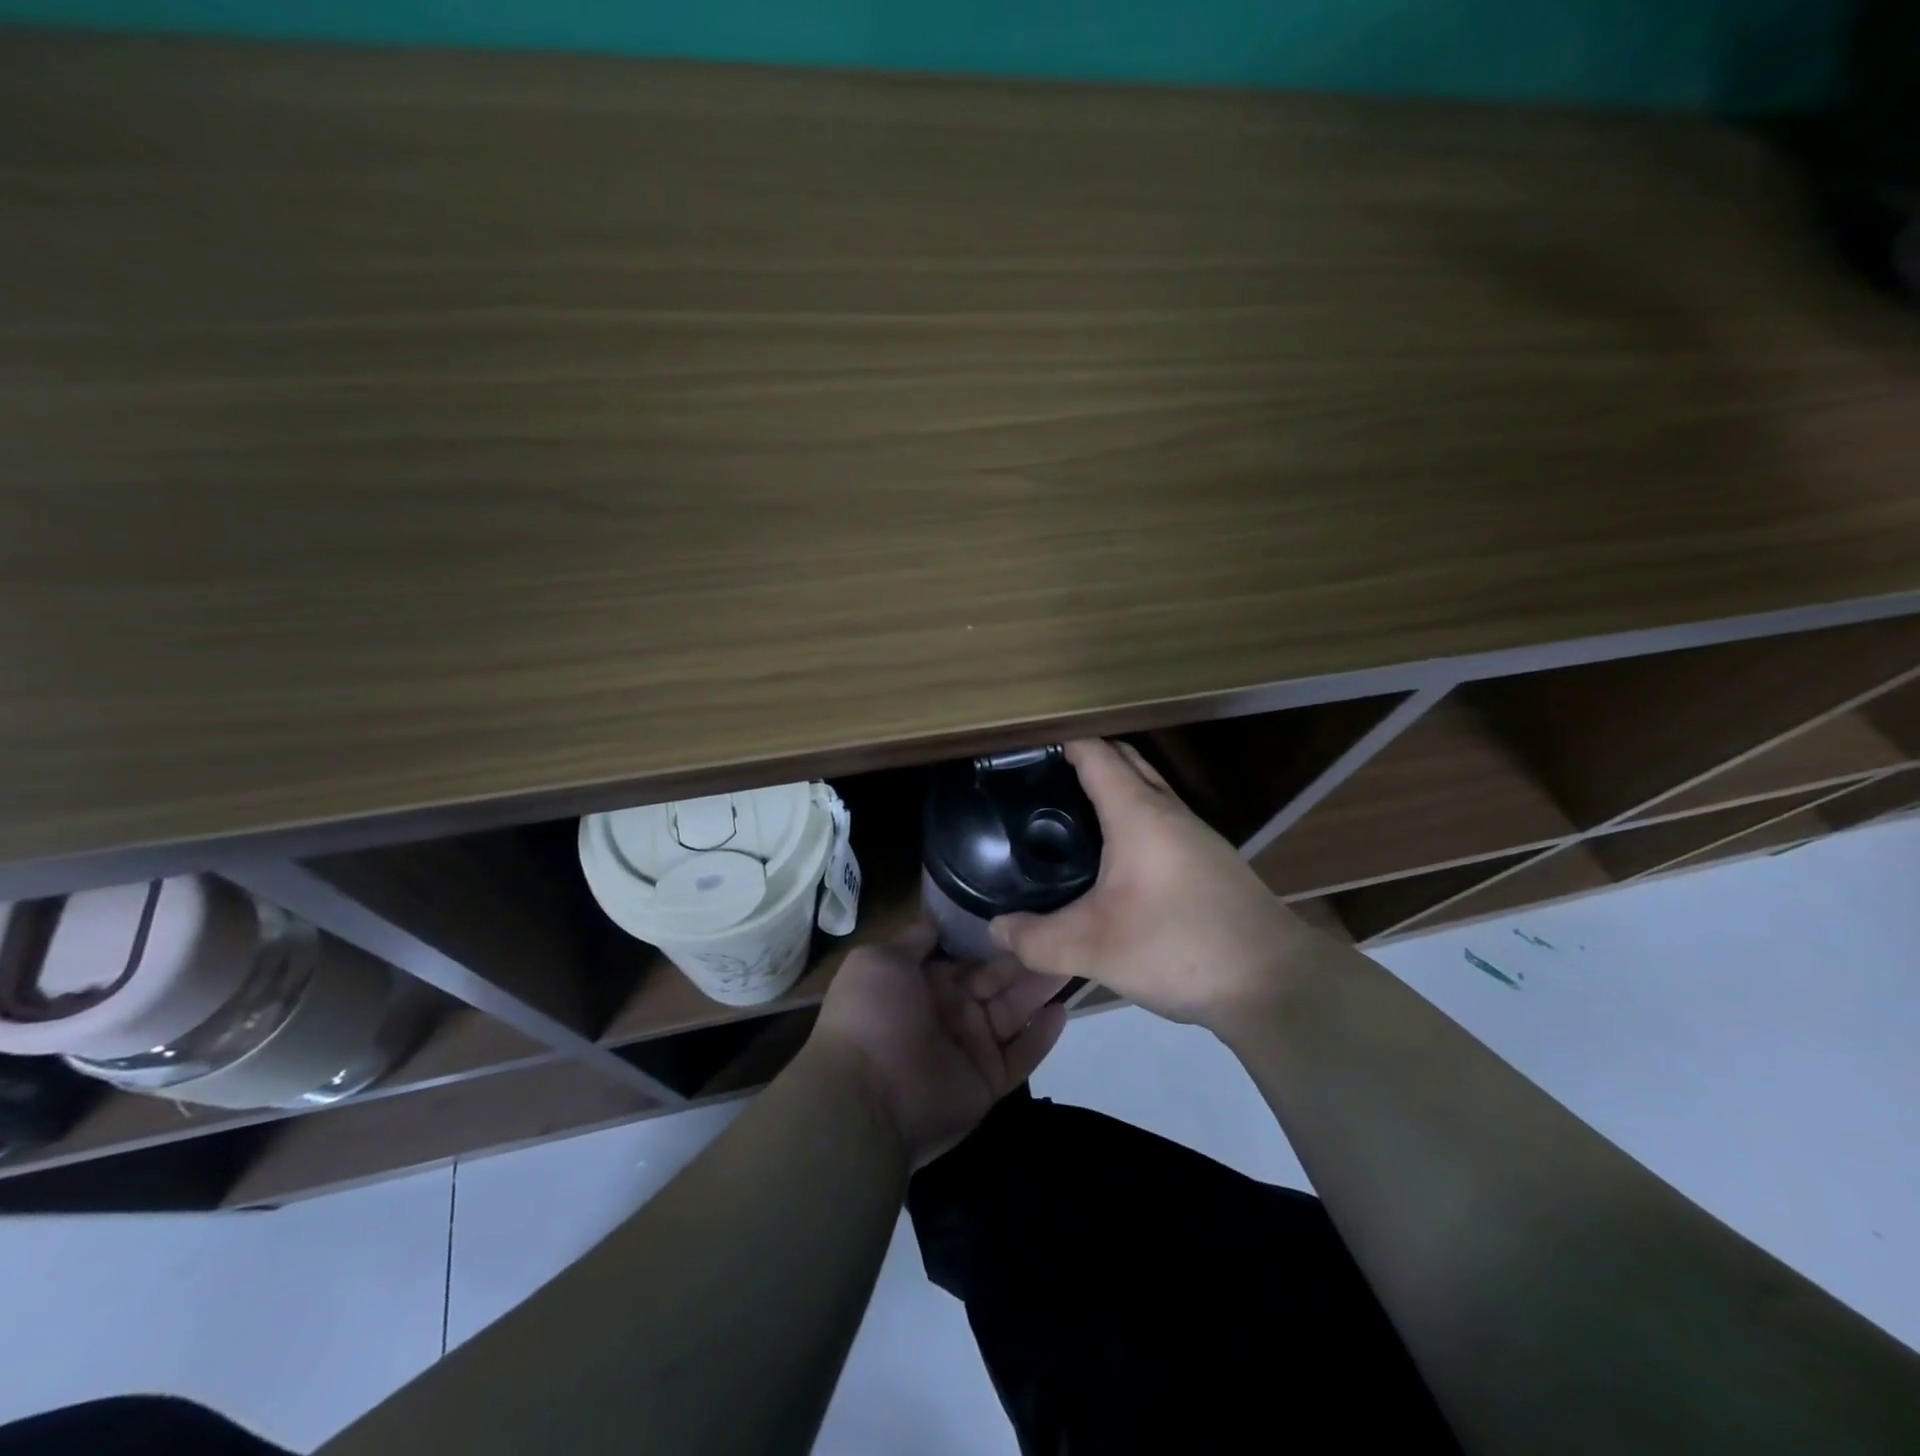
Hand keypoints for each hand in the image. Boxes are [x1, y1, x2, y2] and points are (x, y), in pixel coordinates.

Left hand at [809, 922, 1067, 1167]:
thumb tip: (935, 917)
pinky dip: (1043, 1036)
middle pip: (998, 980)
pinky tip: (1064, 1010)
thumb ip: (913, 940)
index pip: (968, 956)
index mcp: (925, 982)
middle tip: (1064, 932)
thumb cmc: (871, 1016)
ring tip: (1074, 960)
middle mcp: (951, 1011)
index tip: (1027, 913)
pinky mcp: (988, 1080)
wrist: (864, 1095)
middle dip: (1027, 958)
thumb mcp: (880, 961)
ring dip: (1041, 988)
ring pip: (1015, 1011)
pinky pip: (1022, 1055)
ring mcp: (971, 1047)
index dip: (995, 938)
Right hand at [990, 739, 1315, 1029]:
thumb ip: (1036, 940)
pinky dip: (1131, 817)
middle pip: (1125, 761)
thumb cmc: (1180, 947)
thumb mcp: (1094, 948)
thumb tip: (996, 929)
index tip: (1023, 749)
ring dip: (1112, 787)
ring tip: (1068, 813)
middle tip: (1040, 780)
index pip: (1096, 753)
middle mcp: (1170, 812)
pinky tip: (1113, 859)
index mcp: (1139, 814)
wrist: (1276, 983)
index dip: (1060, 742)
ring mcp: (1197, 836)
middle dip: (1085, 757)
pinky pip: (1161, 819)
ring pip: (1147, 790)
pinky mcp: (1210, 862)